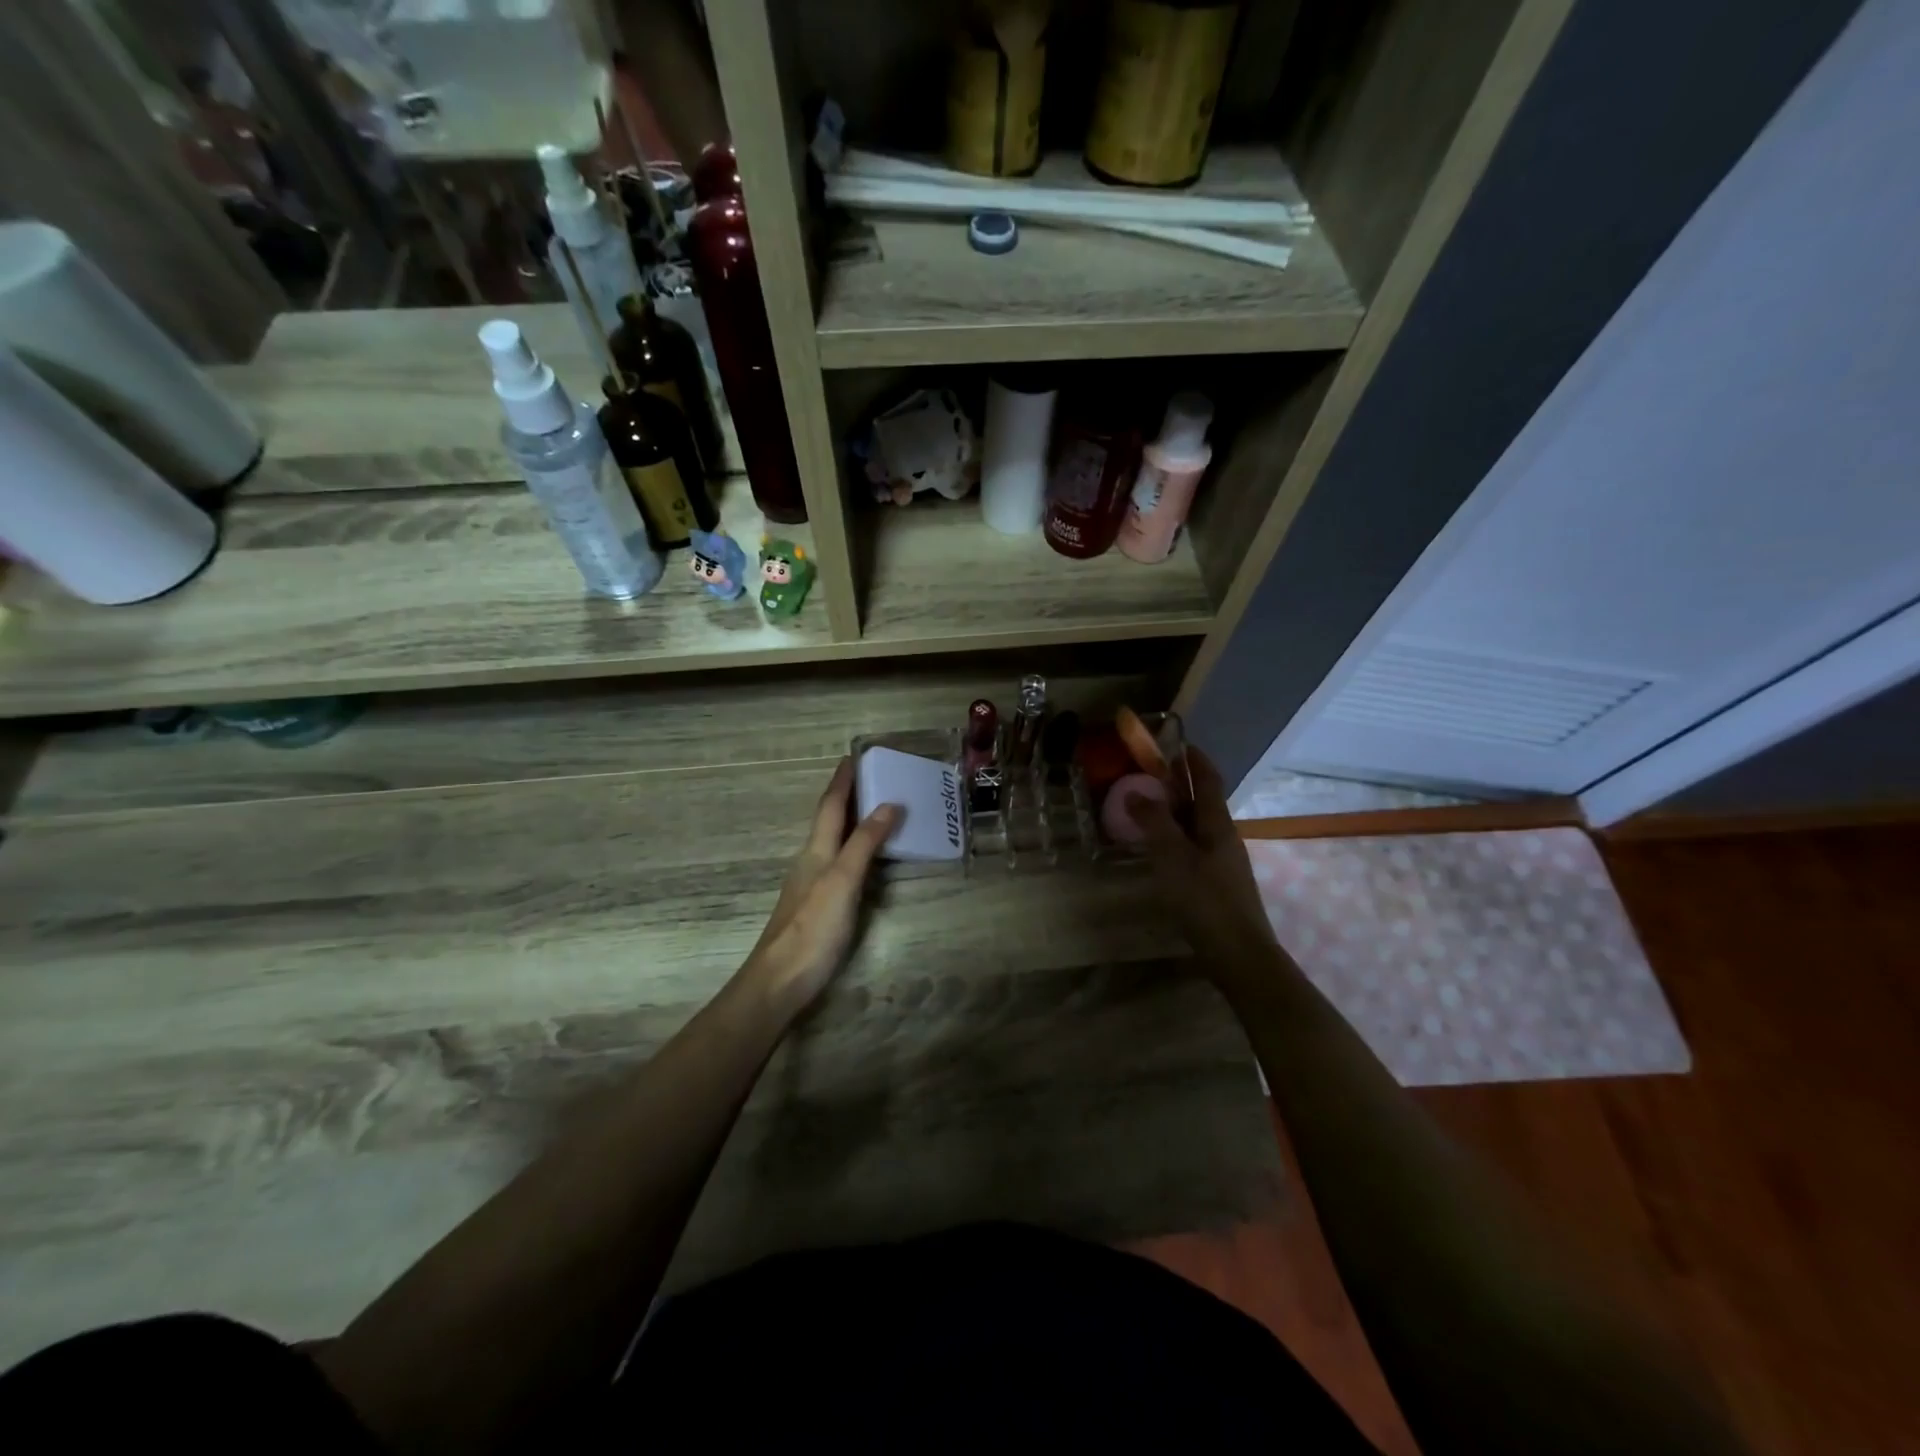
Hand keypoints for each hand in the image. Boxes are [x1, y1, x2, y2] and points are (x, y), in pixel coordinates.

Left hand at [742, 758, 900, 1012]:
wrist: (780, 981)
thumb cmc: (813, 928)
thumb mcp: (842, 881)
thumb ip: (864, 843)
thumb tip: (888, 804)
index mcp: (816, 850)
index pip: (830, 806)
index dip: (842, 781)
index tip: (854, 756)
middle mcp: (811, 861)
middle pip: (830, 820)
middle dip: (848, 796)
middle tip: (874, 777)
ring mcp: (812, 885)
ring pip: (834, 842)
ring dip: (853, 822)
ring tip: (877, 811)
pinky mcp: (818, 907)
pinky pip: (840, 864)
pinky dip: (855, 850)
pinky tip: (867, 860)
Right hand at [1125, 748, 1275, 963]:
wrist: (1240, 955)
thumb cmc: (1205, 901)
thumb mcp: (1173, 857)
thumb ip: (1154, 823)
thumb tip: (1135, 791)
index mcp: (1218, 825)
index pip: (1209, 781)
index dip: (1195, 760)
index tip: (1179, 742)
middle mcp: (1224, 838)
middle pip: (1203, 802)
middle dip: (1180, 785)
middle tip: (1151, 774)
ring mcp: (1223, 863)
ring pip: (1197, 827)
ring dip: (1176, 813)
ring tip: (1148, 810)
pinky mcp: (1217, 885)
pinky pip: (1194, 848)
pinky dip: (1176, 838)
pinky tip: (1160, 851)